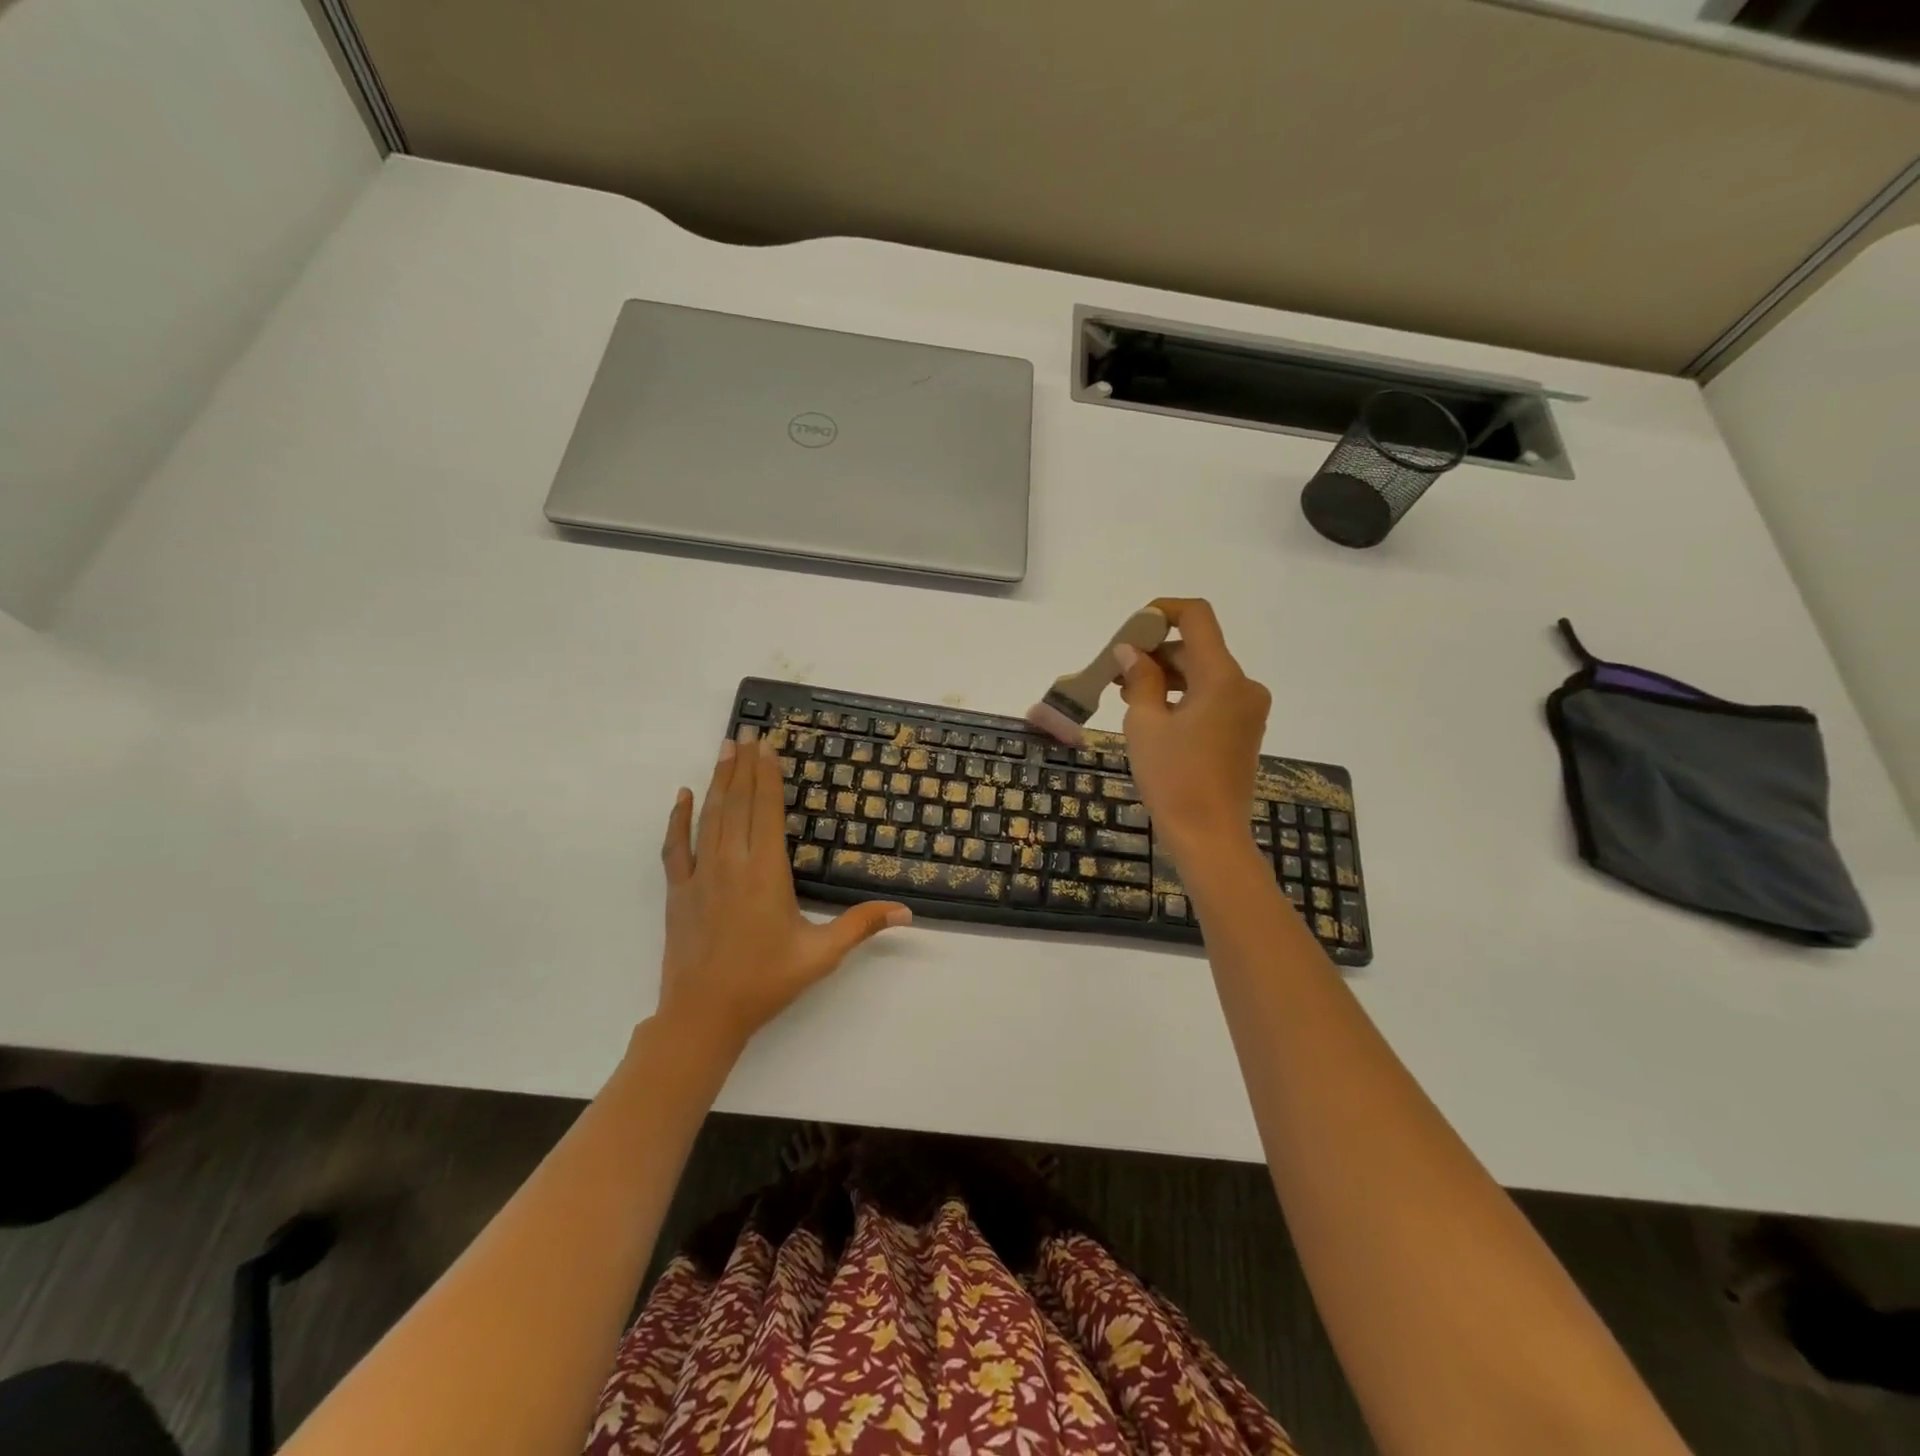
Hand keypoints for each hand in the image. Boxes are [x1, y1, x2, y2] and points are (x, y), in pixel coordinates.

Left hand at [654, 735, 910, 1055]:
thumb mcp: (821, 955)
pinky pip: (677, 845)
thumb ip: (862, 926)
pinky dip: (679, 818)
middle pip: (738, 804)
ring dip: (718, 781)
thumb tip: (908, 912)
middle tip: (747, 733)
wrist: (703, 1015)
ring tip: (725, 749)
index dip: (769, 776)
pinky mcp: (678, 890)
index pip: (767, 811)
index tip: (769, 746)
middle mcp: (731, 864)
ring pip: (710, 817)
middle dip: (744, 767)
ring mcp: (700, 875)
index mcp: (766, 873)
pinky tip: (683, 795)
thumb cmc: (766, 982)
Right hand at [1114, 598, 1270, 859]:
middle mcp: (1243, 685)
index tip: (1131, 629)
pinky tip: (1152, 713)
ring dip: (1165, 675)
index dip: (1162, 612)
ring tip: (1125, 694)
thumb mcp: (1145, 724)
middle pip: (1197, 648)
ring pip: (1203, 674)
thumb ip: (1138, 678)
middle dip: (1155, 651)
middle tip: (1115, 670)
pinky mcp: (1243, 730)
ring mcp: (1247, 709)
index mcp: (1222, 677)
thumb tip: (1130, 650)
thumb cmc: (1173, 778)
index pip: (1197, 617)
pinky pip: (1211, 697)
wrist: (1209, 836)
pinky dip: (1182, 696)